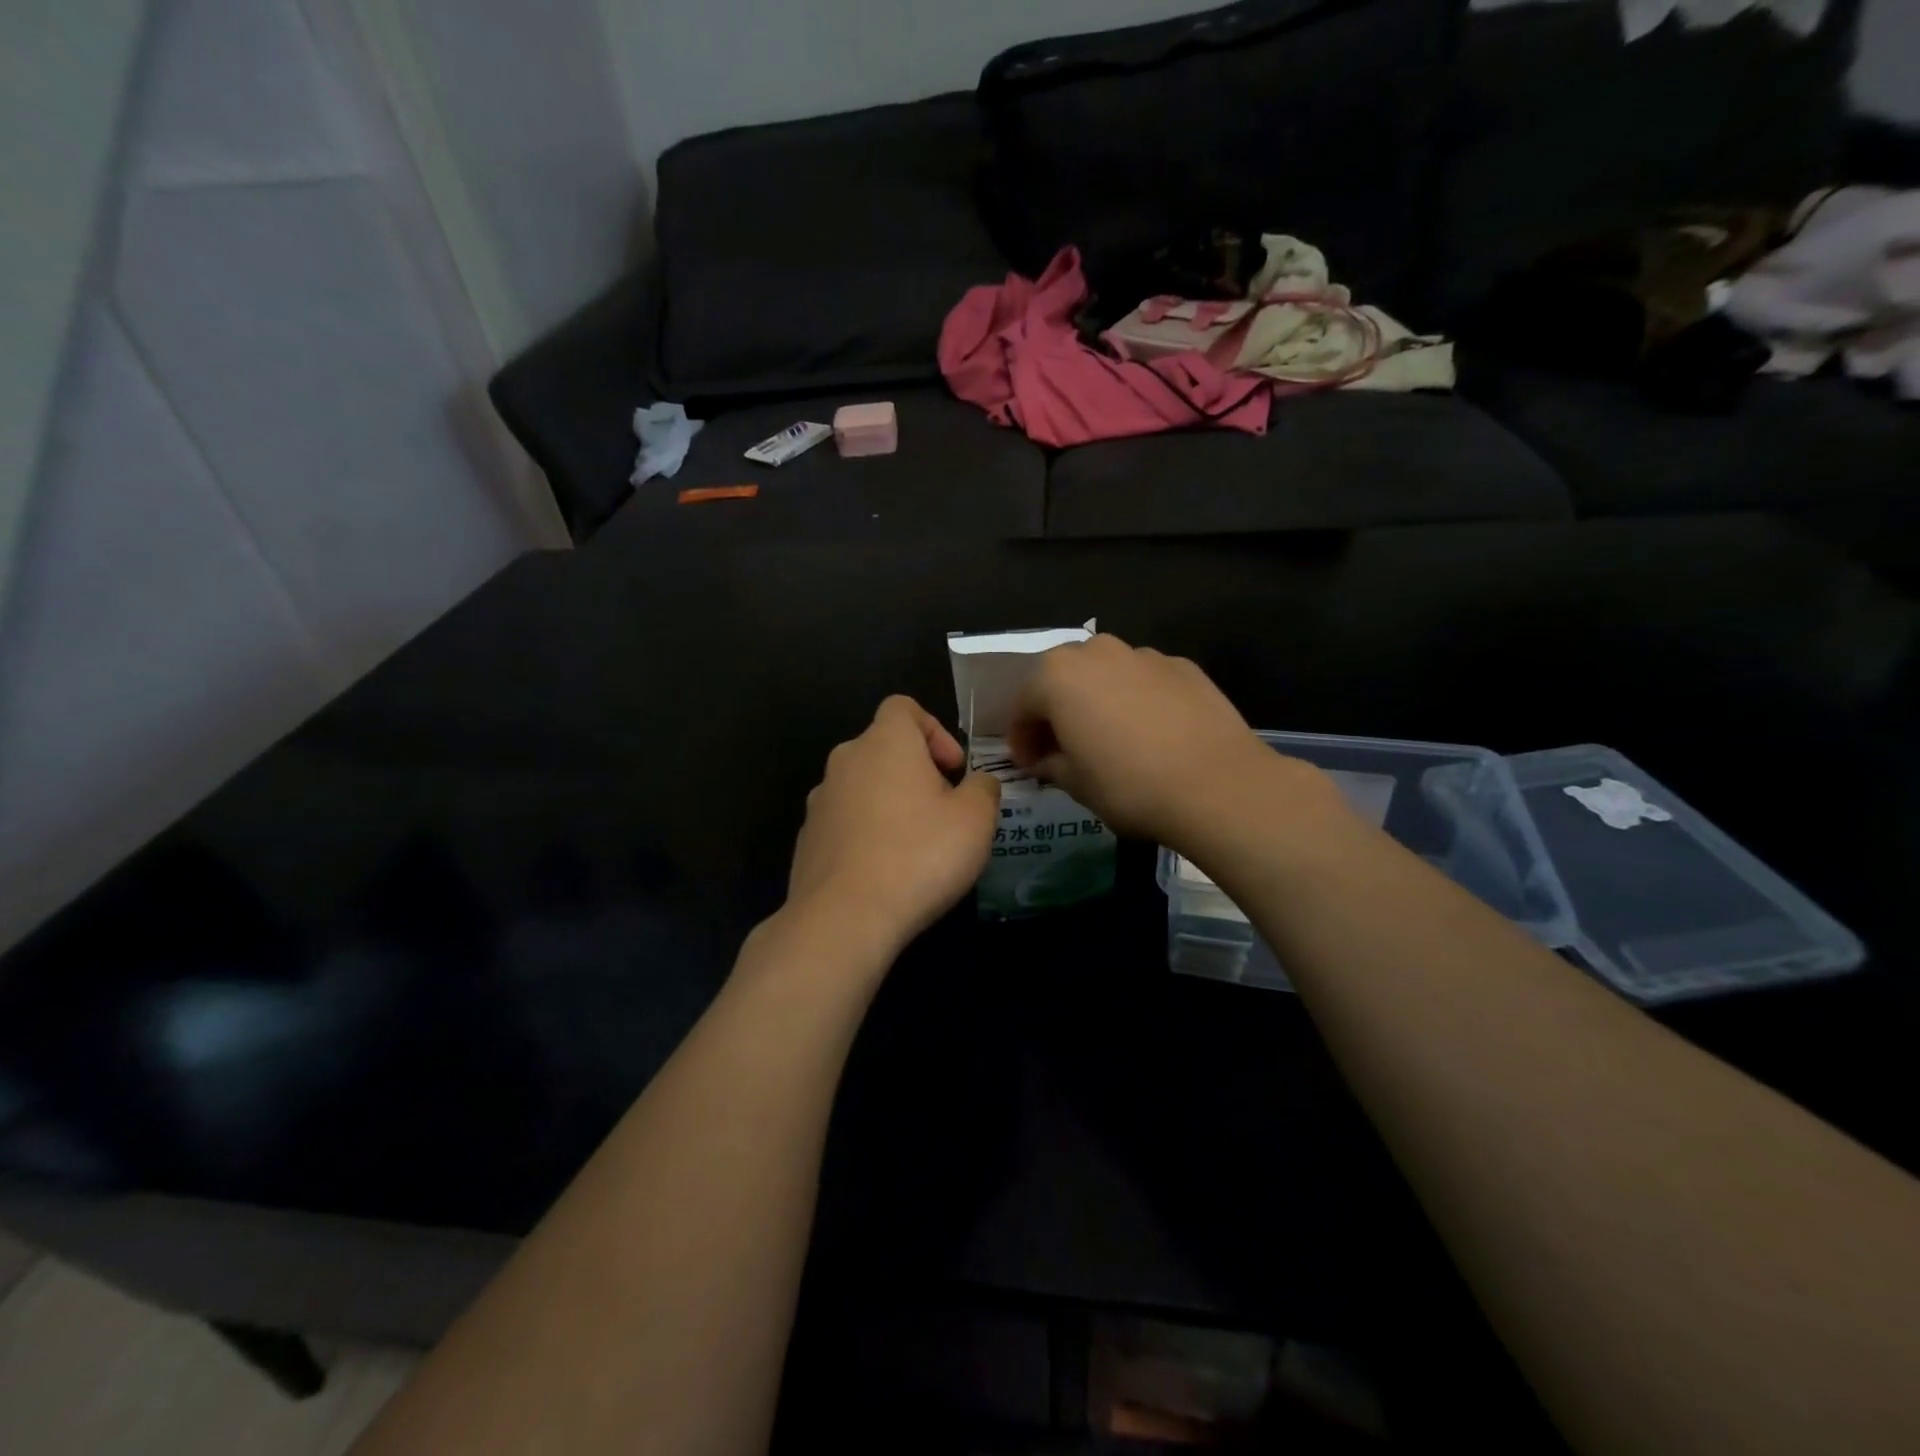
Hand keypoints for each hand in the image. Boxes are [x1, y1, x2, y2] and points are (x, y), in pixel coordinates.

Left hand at [786, 696, 1002, 957]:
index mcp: (885, 742)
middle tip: (944, 810)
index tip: (952, 769)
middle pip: (884, 748)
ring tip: (916, 845)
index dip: (934, 730)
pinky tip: (885, 871)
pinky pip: (844, 821)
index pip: (904, 707)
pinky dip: (866, 833)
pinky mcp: (807, 839)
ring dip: (890, 803)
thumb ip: (984, 788)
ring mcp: (820, 801)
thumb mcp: (976, 819)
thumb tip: (978, 782)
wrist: (844, 918)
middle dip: (916, 771)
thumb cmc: (919, 856)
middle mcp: (845, 760)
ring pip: (863, 786)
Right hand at [1008, 634, 1309, 848]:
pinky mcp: (1182, 666)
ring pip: (1104, 673)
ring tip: (1108, 737)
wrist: (1217, 784)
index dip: (1020, 737)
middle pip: (1061, 678)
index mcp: (1057, 675)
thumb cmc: (1129, 785)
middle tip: (1061, 747)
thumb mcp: (1076, 784)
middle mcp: (1096, 651)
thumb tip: (1044, 759)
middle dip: (1054, 710)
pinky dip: (1134, 699)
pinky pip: (1142, 680)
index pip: (1022, 704)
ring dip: (1095, 700)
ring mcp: (1143, 654)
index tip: (1028, 764)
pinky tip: (1149, 733)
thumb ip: (1050, 763)